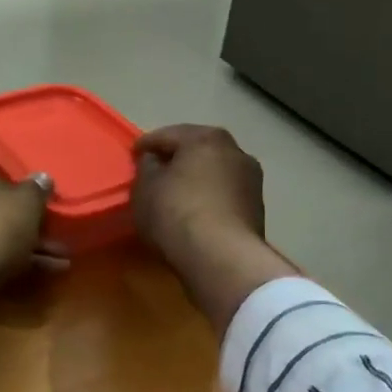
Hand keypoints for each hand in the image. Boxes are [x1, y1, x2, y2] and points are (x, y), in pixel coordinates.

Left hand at [0, 135, 64, 342]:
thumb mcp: (25, 204)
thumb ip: (36, 189)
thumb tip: (41, 178)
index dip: (2, 154)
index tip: (22, 168)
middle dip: (15, 204)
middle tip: (43, 216)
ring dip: (16, 236)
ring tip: (56, 255)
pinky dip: (0, 254)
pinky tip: (36, 271)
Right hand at [133, 125, 297, 335]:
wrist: (221, 257)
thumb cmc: (176, 213)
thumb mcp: (145, 188)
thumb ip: (147, 168)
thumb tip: (155, 161)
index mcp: (205, 138)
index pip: (168, 135)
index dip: (147, 144)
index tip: (134, 155)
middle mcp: (234, 151)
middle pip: (197, 149)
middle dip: (177, 158)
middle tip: (156, 170)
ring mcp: (251, 180)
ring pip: (215, 172)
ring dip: (197, 178)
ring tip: (177, 193)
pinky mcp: (257, 208)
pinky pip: (224, 195)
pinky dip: (209, 197)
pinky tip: (195, 211)